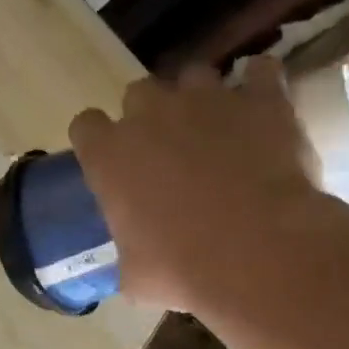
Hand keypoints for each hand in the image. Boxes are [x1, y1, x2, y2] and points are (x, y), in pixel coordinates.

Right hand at [68, 57, 328, 317]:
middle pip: (138, 93)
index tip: (111, 161)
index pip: (86, 126)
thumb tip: (134, 266)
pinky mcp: (261, 99)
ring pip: (195, 77)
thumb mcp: (136, 276)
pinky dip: (260, 86)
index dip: (99, 142)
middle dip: (150, 117)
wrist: (258, 253)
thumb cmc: (182, 269)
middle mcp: (152, 114)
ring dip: (200, 100)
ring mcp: (208, 99)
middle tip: (168, 152)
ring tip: (218, 131)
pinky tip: (262, 110)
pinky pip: (261, 72)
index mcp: (110, 155)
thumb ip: (128, 254)